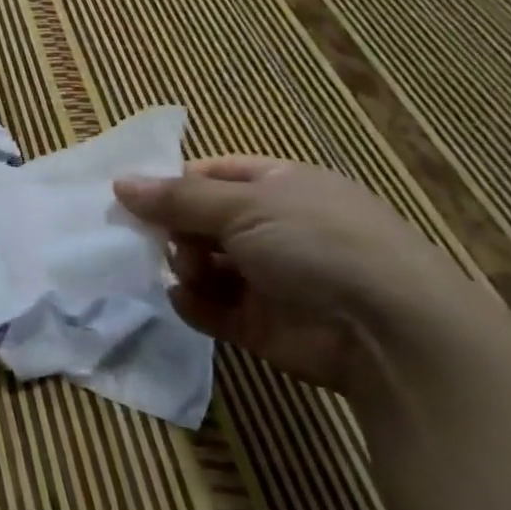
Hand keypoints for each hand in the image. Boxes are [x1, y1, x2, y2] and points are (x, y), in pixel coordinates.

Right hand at [114, 156, 475, 394]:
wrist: (390, 334)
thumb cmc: (318, 244)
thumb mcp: (242, 206)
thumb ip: (176, 198)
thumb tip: (120, 182)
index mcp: (280, 187)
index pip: (212, 175)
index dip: (174, 184)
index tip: (136, 197)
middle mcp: (274, 229)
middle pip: (201, 221)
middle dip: (175, 229)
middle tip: (160, 239)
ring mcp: (269, 278)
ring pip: (203, 264)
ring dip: (186, 266)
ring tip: (191, 272)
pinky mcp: (261, 324)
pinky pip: (210, 308)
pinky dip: (194, 304)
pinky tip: (189, 301)